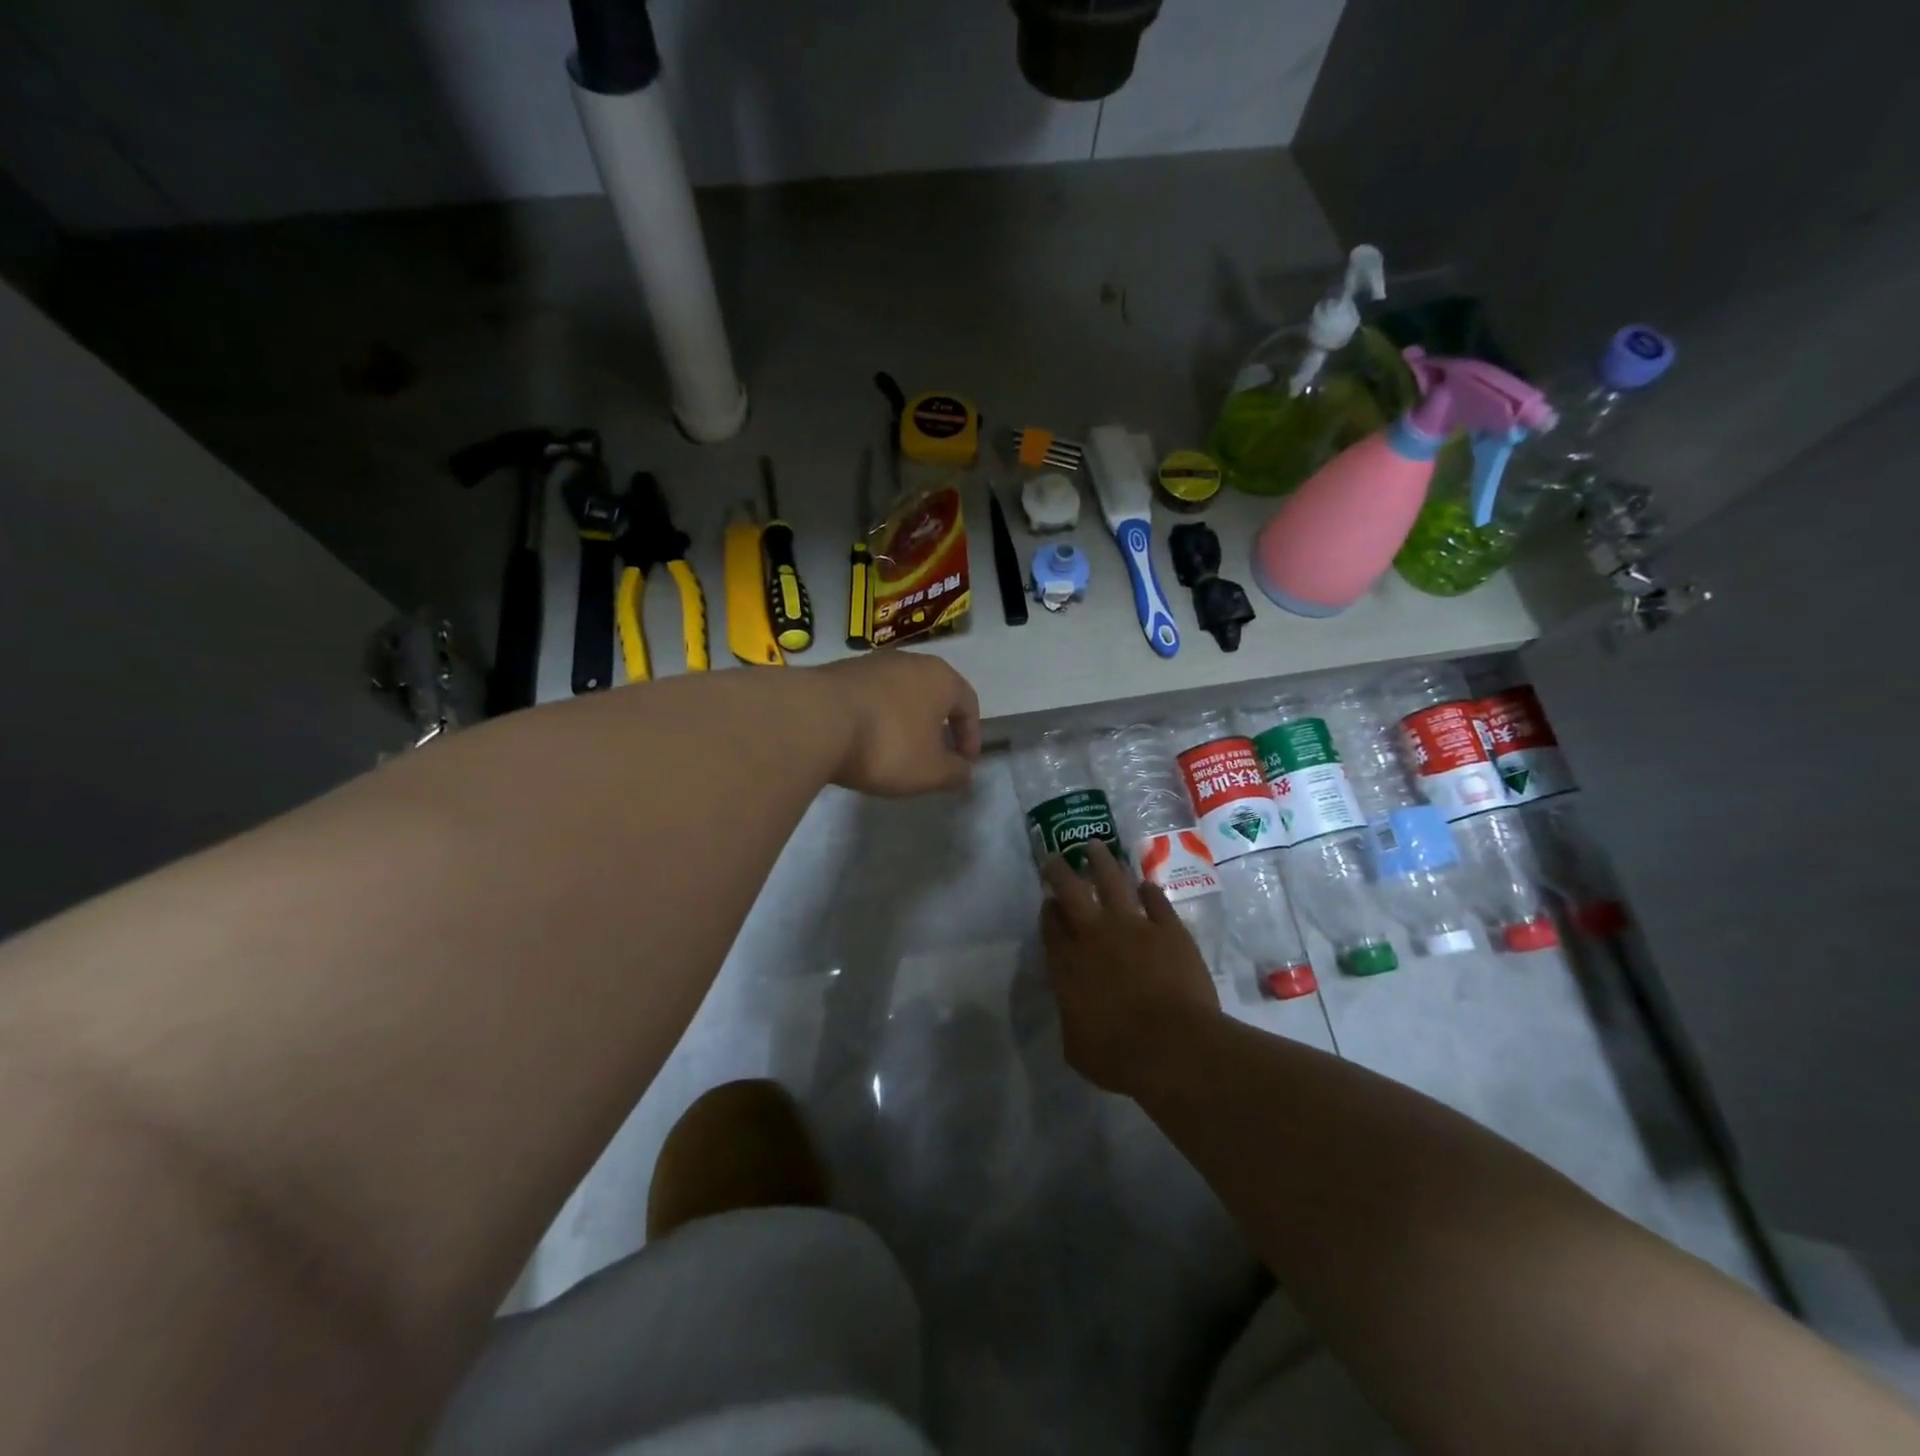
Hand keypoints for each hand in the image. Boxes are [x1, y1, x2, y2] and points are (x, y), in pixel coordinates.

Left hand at [813, 653, 980, 796]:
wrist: (812, 721)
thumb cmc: (887, 744)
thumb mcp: (930, 771)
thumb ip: (955, 773)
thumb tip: (964, 771)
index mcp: (940, 677)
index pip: (968, 704)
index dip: (971, 736)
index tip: (963, 764)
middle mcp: (908, 661)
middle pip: (932, 694)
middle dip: (935, 725)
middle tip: (932, 755)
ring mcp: (870, 663)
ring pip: (898, 694)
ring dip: (902, 721)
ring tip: (893, 751)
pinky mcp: (837, 672)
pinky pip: (867, 698)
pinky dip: (872, 718)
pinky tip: (860, 742)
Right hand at [1040, 840, 1220, 1095]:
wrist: (1173, 1046)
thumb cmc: (1117, 1055)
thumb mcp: (1075, 1045)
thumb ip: (1071, 1015)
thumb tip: (1075, 1005)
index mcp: (1067, 963)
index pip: (1051, 926)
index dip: (1047, 910)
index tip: (1047, 901)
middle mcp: (1095, 935)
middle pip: (1072, 891)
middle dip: (1060, 871)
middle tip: (1055, 856)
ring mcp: (1134, 927)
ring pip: (1112, 882)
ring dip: (1102, 862)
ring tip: (1095, 846)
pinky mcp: (1169, 930)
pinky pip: (1156, 901)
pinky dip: (1148, 891)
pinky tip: (1145, 885)